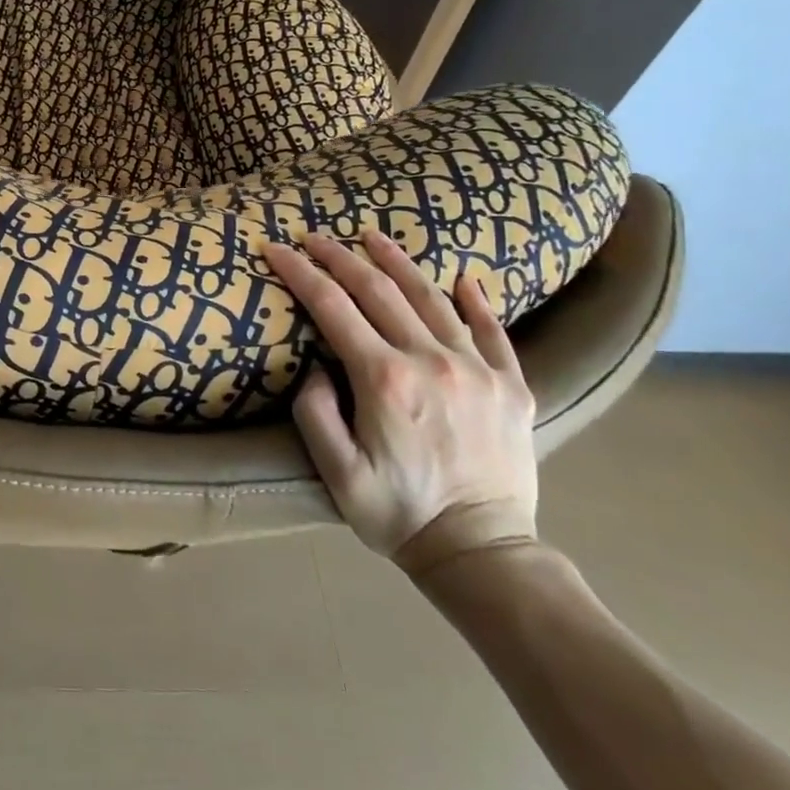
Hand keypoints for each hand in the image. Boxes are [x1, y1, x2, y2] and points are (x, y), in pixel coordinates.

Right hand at [263, 229, 537, 573]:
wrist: (482, 553)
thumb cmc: (397, 514)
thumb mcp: (336, 473)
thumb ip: (315, 413)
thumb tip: (317, 367)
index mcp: (384, 380)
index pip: (332, 307)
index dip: (300, 273)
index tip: (276, 249)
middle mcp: (431, 361)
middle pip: (378, 290)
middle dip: (339, 257)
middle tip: (313, 236)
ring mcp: (478, 370)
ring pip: (432, 298)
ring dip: (398, 262)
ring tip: (372, 237)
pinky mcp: (512, 386)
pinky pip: (493, 331)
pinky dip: (476, 300)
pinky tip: (463, 277)